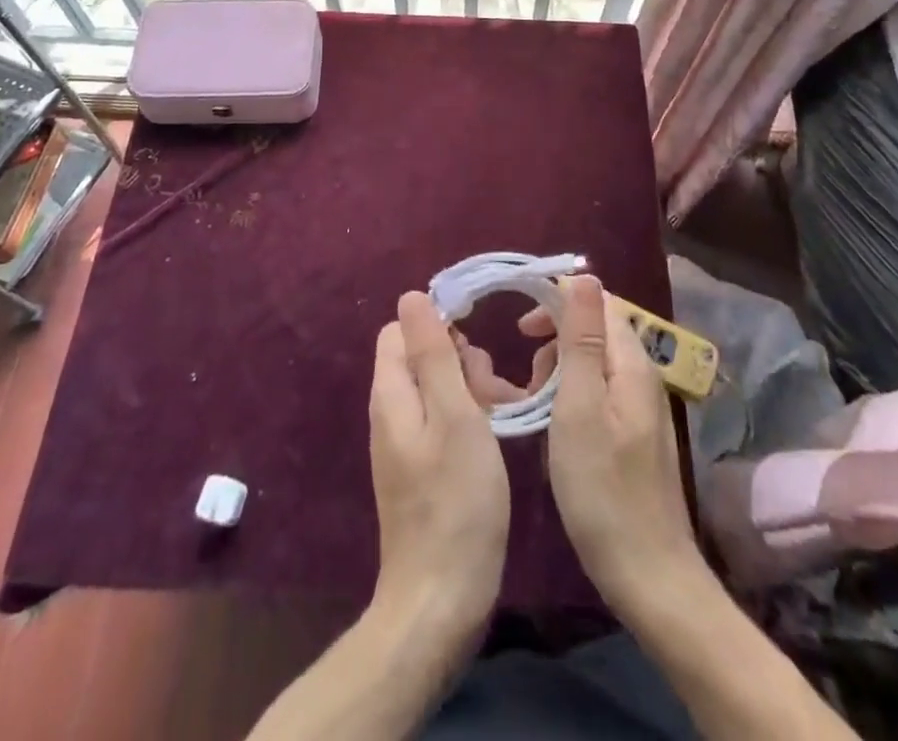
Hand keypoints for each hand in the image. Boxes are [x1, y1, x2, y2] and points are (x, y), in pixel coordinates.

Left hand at [368, 291, 509, 645]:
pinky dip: (469, 419)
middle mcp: (391, 412)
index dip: (438, 324)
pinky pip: (442, 421)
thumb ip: (433, 354)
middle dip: (461, 359)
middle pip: (421, 357)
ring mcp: (405, 443)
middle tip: (494, 389)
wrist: (441, 601)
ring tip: (505, 412)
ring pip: (437, 389)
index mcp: (392, 392)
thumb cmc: (456, 500)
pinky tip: (497, 438)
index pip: (402, 330)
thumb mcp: (454, 415)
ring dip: (471, 389)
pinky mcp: (421, 469)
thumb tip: (411, 295)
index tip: (477, 341)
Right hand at [539, 276, 700, 612]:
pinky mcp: (634, 435)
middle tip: (526, 370)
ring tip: (535, 401)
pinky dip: (570, 395)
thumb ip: (581, 340)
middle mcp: (642, 376)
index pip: (600, 302)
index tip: (520, 325)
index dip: (559, 301)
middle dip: (556, 338)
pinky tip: (554, 425)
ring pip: (594, 362)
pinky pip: (598, 391)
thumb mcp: (580, 408)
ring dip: (560, 369)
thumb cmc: (603, 490)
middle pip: (597, 330)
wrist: (649, 576)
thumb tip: (585, 275)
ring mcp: (641, 408)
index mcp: (631, 363)